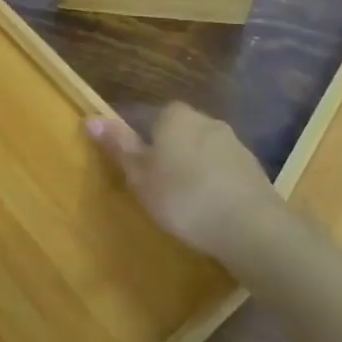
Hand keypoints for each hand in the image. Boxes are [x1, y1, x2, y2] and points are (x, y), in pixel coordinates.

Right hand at [86, 103, 279, 259]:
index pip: (144, 115)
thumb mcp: (140, 174)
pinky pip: (220, 168)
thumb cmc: (183, 196)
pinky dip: (211, 180)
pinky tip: (207, 205)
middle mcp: (204, 118)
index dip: (133, 139)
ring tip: (180, 198)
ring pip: (199, 148)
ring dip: (189, 166)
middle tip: (151, 183)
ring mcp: (232, 141)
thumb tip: (90, 117)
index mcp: (173, 115)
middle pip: (174, 130)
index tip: (129, 165)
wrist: (251, 226)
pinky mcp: (251, 166)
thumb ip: (118, 144)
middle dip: (163, 151)